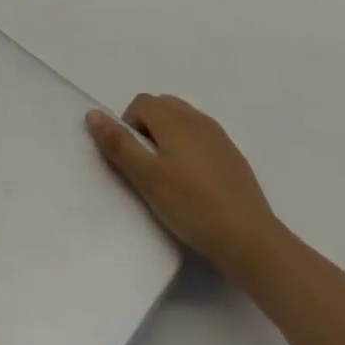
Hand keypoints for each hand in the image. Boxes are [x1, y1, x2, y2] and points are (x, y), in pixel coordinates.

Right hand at [86, 95, 286, 281]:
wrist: (252, 241)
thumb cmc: (192, 206)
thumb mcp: (146, 177)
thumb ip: (118, 143)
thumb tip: (93, 113)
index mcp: (174, 119)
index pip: (140, 103)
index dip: (128, 127)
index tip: (133, 160)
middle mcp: (197, 119)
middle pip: (162, 107)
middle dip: (147, 128)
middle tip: (147, 167)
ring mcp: (219, 137)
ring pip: (182, 122)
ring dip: (168, 138)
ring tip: (169, 176)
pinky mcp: (233, 157)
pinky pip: (201, 139)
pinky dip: (189, 150)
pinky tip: (194, 184)